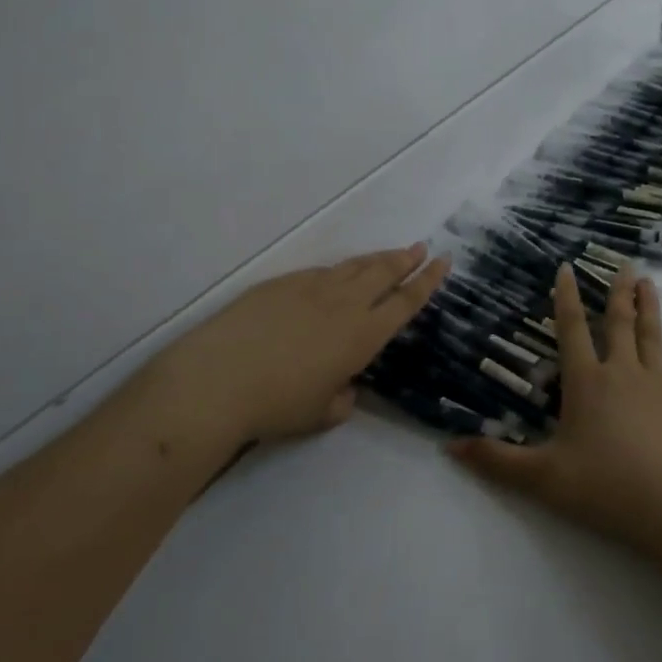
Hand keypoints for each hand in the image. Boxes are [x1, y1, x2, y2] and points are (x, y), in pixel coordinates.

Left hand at [137, 244, 449, 450]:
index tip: (443, 262)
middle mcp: (343, 305)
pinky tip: (335, 276)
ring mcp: (310, 289)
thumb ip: (342, 400)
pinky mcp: (280, 284)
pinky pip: (320, 273)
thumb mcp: (320, 414)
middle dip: (406, 259)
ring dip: (375, 260)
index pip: (404, 302)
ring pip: (352, 267)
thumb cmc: (276, 405)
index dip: (427, 282)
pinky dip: (337, 271)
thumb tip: (344, 388)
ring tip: (389, 254)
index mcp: (362, 336)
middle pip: (383, 273)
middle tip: (421, 247)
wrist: (218, 379)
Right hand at [450, 264, 661, 552]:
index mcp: (585, 382)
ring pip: (651, 335)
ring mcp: (658, 385)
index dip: (566, 297)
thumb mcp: (542, 477)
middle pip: (618, 323)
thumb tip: (449, 446)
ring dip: (649, 307)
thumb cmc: (605, 486)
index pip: (572, 329)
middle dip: (618, 292)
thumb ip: (496, 460)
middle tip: (625, 264)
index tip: (567, 267)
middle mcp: (621, 373)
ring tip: (649, 282)